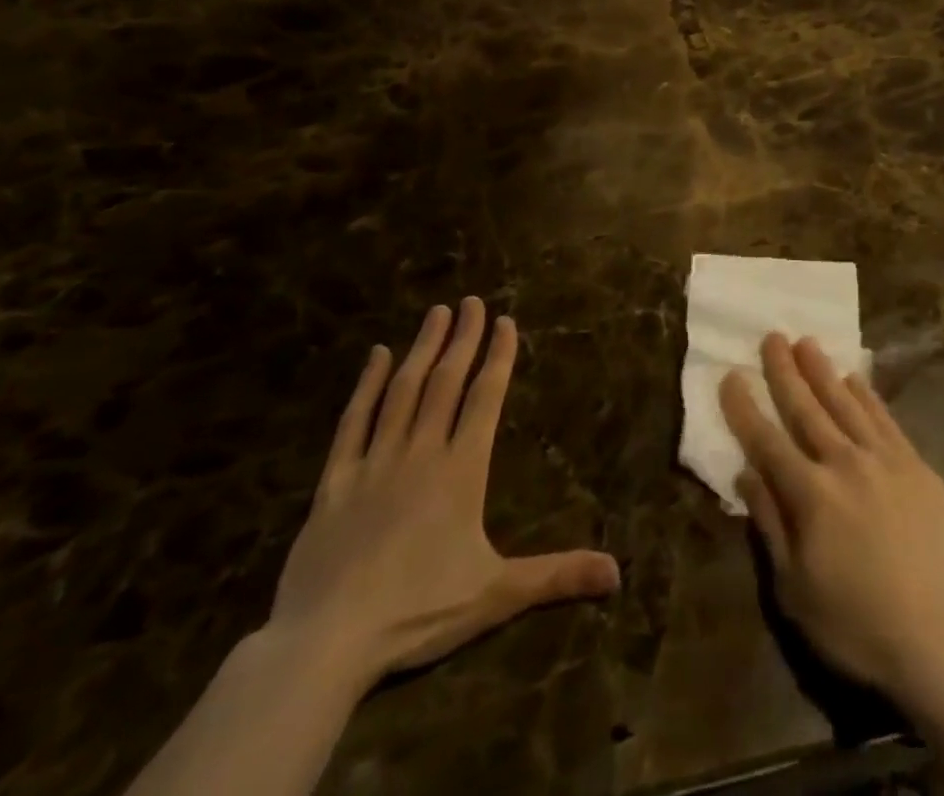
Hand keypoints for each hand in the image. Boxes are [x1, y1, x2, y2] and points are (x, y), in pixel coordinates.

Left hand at [268, 298, 619, 690]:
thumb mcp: (496, 595)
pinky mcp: (334, 482)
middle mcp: (421, 452)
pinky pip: (353, 422)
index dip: (498, 356)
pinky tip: (376, 356)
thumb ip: (557, 576)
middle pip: (446, 382)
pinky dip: (366, 386)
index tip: (504, 321)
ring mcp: (375, 462)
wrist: (325, 643)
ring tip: (436, 313)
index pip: (485, 397)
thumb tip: (618, 573)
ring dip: (422, 349)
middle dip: (462, 338)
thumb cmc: (418, 612)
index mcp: (461, 469)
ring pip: (402, 391)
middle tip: (471, 301)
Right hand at [720, 333, 943, 700]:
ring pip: (846, 403)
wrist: (940, 638)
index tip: (730, 375)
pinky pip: (885, 418)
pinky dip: (866, 395)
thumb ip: (770, 524)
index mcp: (810, 495)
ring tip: (806, 342)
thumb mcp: (795, 588)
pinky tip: (854, 378)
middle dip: (785, 371)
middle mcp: (845, 463)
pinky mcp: (916, 465)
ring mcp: (885, 459)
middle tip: (771, 336)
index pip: (767, 440)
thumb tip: (747, 473)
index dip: (745, 408)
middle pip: (807, 408)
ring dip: (823, 371)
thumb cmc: (857, 624)